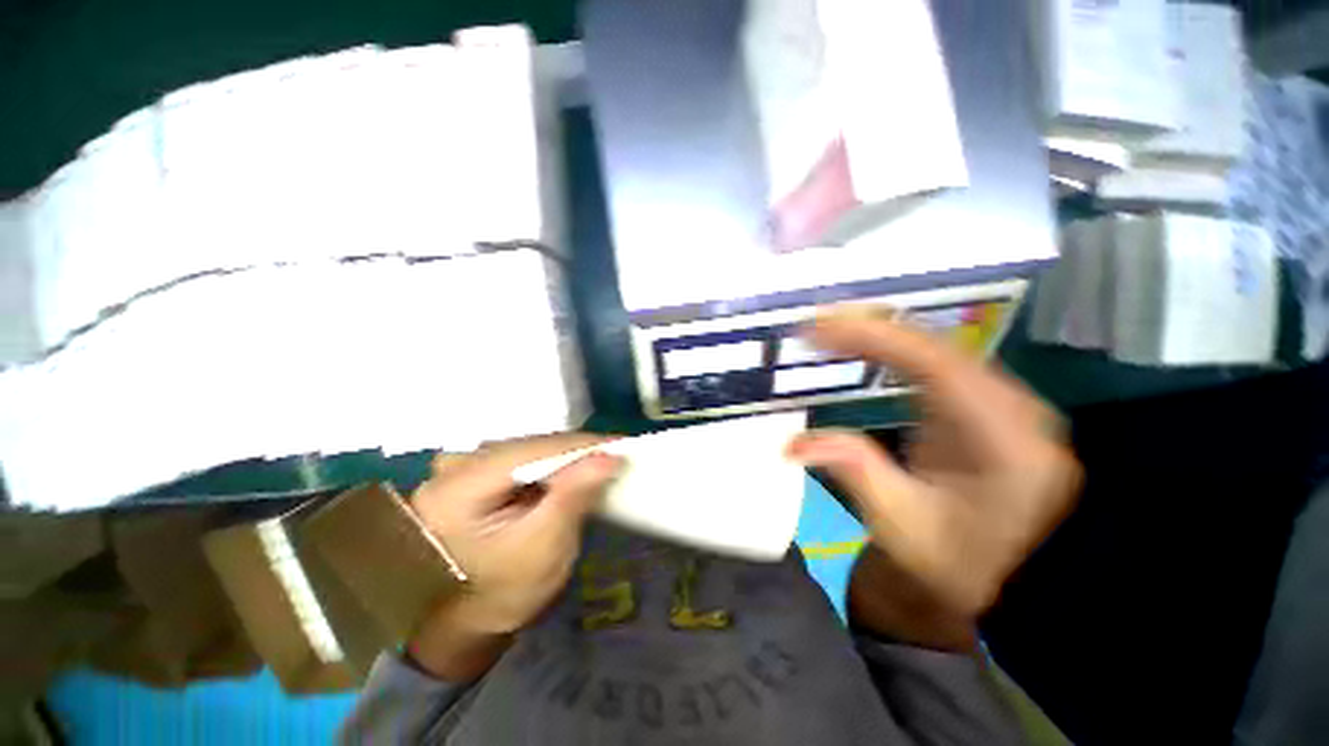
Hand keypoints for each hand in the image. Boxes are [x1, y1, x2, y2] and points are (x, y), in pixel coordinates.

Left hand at [406, 434, 621, 678]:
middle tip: (615, 455)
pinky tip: (570, 469)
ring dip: (565, 455)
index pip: (531, 451)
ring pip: (528, 447)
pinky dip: (550, 462)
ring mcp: (461, 466)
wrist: (468, 618)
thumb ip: (573, 497)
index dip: (579, 446)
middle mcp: (454, 466)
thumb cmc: (503, 593)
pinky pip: (522, 456)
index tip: (621, 447)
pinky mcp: (473, 471)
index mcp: (457, 489)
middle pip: (528, 445)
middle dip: (574, 450)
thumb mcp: (544, 548)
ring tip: (599, 460)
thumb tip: (608, 456)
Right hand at [788, 308, 1080, 649]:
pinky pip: (937, 363)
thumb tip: (792, 444)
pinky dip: (895, 351)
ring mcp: (1003, 402)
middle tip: (812, 325)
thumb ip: (853, 472)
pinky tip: (865, 348)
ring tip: (829, 330)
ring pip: (936, 347)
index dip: (870, 335)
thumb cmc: (964, 562)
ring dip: (880, 334)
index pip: (931, 361)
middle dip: (868, 327)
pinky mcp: (988, 407)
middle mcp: (1010, 405)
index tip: (815, 328)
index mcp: (999, 435)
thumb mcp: (902, 525)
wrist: (1020, 581)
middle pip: (934, 344)